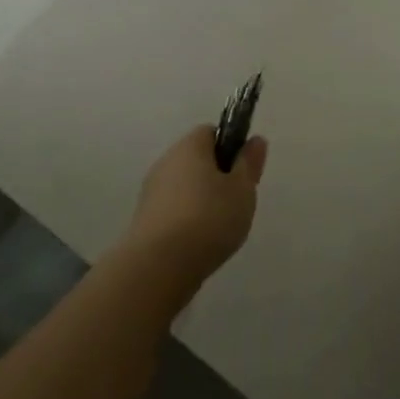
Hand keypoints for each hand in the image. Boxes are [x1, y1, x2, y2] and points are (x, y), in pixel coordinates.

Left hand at [121, 126, 268, 288]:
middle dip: (217, 177)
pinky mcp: (144, 220)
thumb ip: (249, 164)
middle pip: (196, 160)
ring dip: (201, 200)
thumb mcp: (242, 190)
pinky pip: (173, 210)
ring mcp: (151, 192)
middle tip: (236, 201)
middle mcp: (166, 162)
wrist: (159, 266)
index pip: (211, 132)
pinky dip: (187, 220)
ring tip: (220, 227)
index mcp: (189, 147)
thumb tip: (255, 140)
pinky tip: (199, 242)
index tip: (243, 171)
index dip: (230, 147)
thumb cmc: (209, 219)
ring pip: (184, 187)